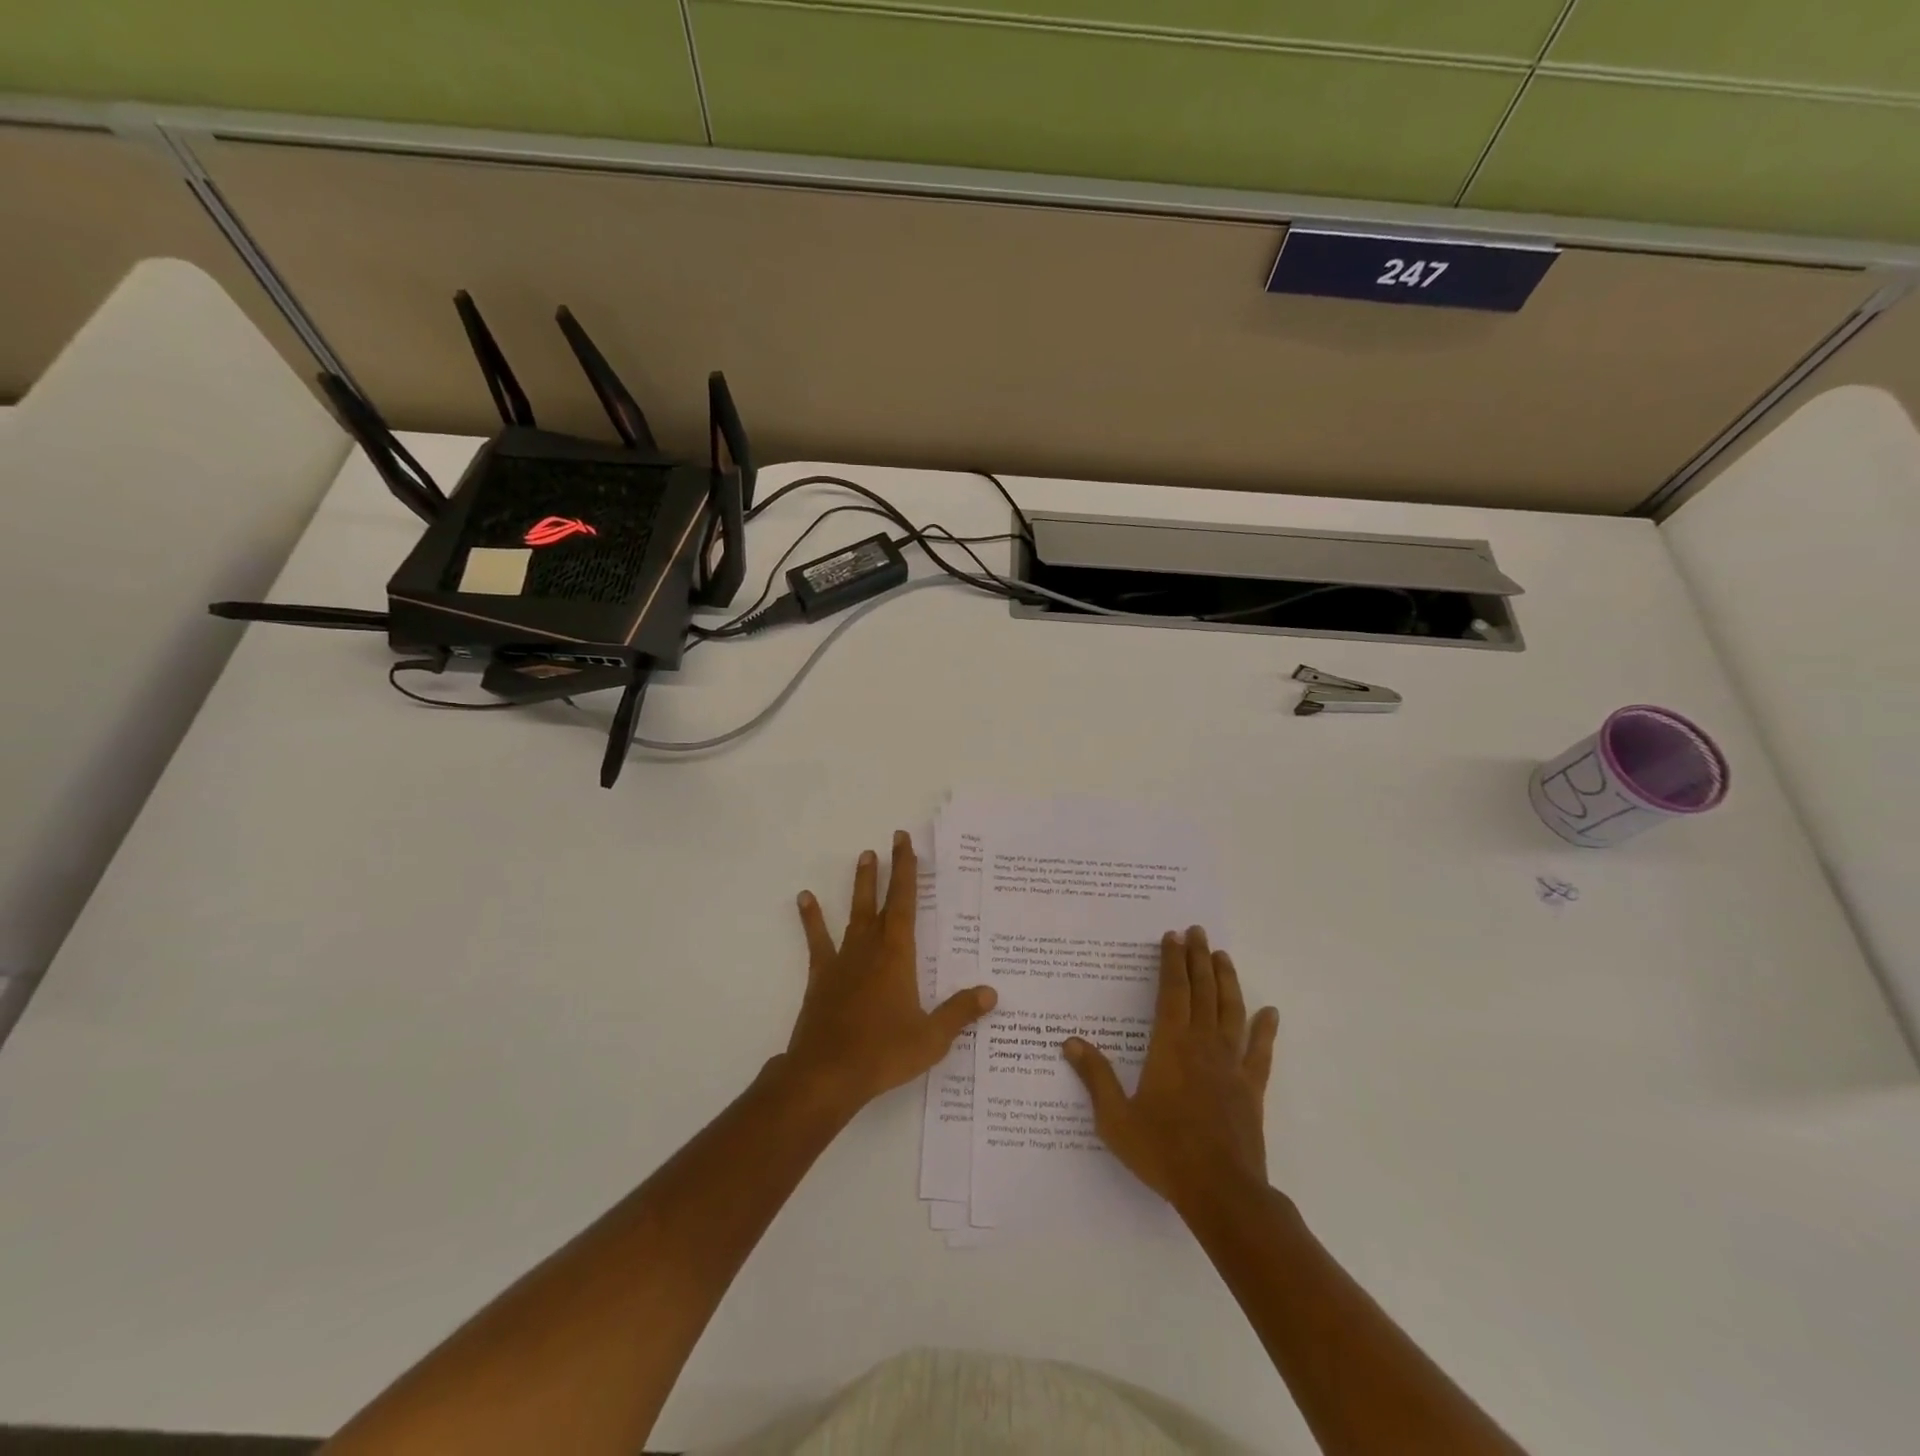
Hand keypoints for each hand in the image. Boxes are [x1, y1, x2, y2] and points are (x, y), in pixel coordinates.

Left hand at [782, 830, 996, 1116]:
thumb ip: (960, 1012)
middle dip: (888, 870)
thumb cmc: (883, 1053)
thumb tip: (991, 992)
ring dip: (860, 886)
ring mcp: (843, 961)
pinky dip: (812, 919)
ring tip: (862, 857)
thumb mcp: (931, 1037)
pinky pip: (818, 941)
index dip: (907, 871)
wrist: (826, 1074)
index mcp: (898, 956)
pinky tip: (805, 898)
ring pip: (854, 914)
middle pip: (881, 901)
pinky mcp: (821, 977)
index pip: (905, 903)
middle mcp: (870, 948)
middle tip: (889, 841)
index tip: (905, 843)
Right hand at [1063, 926, 1278, 1210]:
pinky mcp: (1252, 1088)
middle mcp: (1203, 1046)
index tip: (1172, 936)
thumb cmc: (1164, 1152)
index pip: (1172, 992)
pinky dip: (1266, 1030)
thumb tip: (1070, 1042)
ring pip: (1232, 1011)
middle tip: (1198, 931)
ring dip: (1227, 981)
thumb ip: (1095, 1077)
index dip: (1172, 962)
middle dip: (1199, 958)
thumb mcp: (1116, 1118)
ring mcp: (1231, 1065)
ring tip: (1223, 956)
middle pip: (1203, 992)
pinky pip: (1260, 1052)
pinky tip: (1270, 1012)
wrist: (1221, 1192)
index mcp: (1170, 1047)